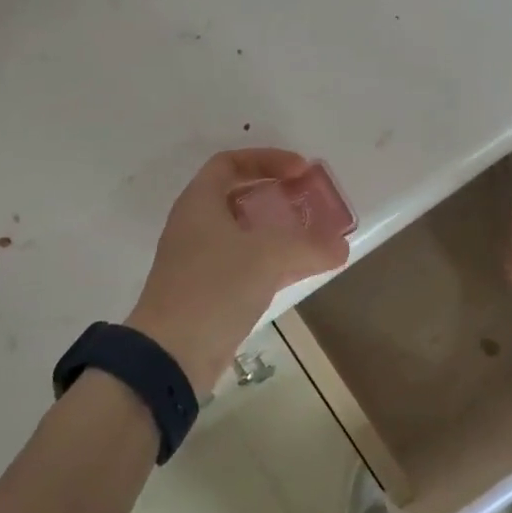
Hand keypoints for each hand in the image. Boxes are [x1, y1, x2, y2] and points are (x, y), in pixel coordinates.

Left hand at [126, 149, 350, 393]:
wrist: (171, 354)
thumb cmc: (214, 287)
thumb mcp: (268, 256)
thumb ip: (309, 245)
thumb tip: (341, 246)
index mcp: (199, 202)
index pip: (230, 162)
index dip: (267, 159)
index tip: (300, 170)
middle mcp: (195, 225)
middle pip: (238, 197)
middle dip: (275, 195)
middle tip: (308, 201)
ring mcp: (198, 260)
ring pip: (243, 234)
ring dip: (277, 231)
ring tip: (312, 236)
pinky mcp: (206, 292)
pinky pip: (243, 264)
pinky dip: (271, 261)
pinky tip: (299, 270)